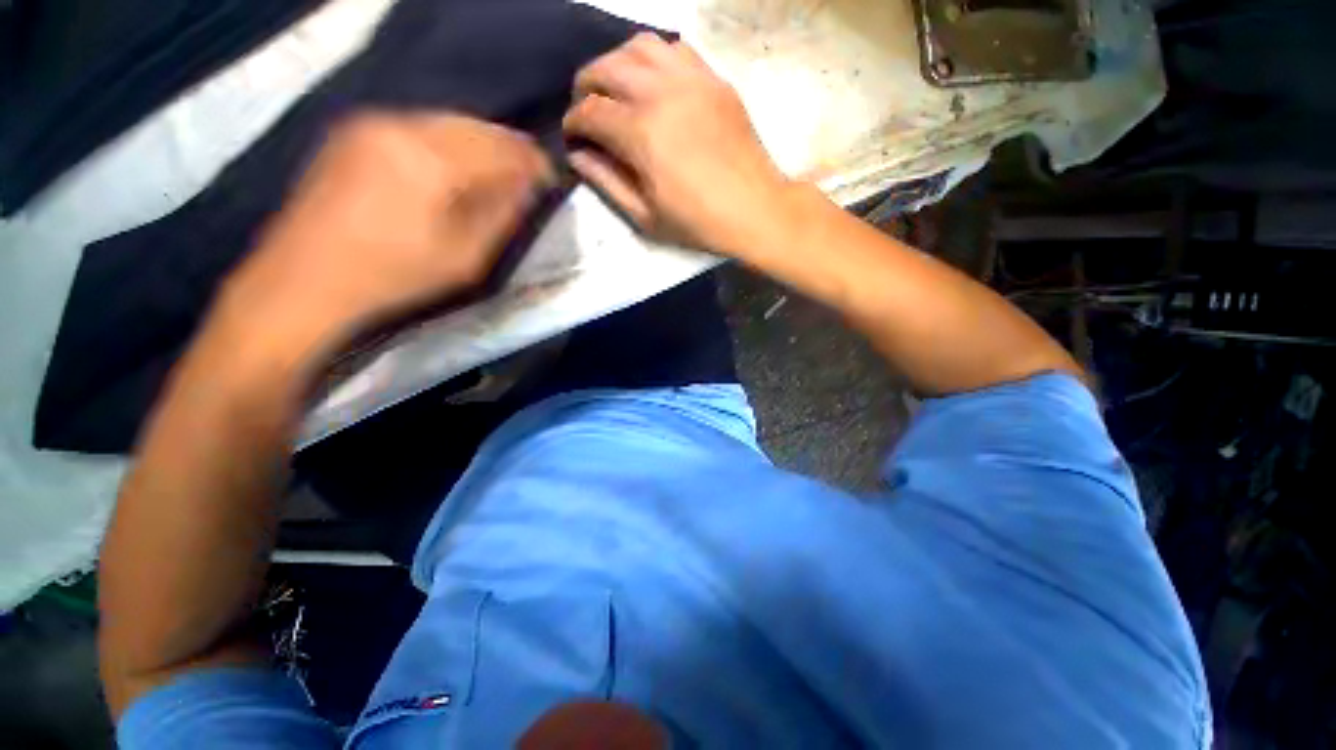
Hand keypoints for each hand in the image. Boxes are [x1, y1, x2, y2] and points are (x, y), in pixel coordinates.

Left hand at [222, 112, 553, 349]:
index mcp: (431, 159)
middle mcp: (400, 124)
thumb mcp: (465, 258)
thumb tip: (528, 188)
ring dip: (477, 144)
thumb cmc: (395, 277)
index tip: (549, 178)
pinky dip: (445, 142)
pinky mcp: (352, 132)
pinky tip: (451, 166)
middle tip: (527, 173)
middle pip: (474, 125)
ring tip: (494, 171)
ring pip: (445, 121)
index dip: (531, 162)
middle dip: (507, 148)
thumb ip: (502, 216)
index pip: (501, 147)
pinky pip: (416, 125)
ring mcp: (370, 123)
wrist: (304, 281)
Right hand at [562, 33, 788, 253]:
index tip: (572, 136)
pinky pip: (674, 49)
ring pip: (638, 46)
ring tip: (616, 89)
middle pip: (606, 67)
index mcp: (641, 134)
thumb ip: (607, 182)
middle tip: (586, 109)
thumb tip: (578, 156)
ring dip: (616, 63)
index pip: (590, 111)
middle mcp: (661, 94)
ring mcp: (691, 80)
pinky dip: (653, 58)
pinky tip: (652, 82)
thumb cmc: (699, 223)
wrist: (755, 209)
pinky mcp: (714, 79)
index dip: (573, 122)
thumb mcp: (646, 216)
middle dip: (585, 86)